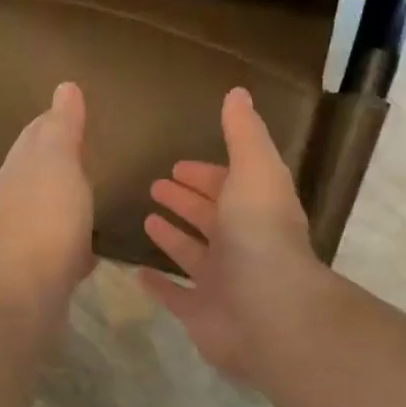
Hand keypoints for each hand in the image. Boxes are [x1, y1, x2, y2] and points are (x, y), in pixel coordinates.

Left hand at [0, 81, 95, 317]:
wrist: (20, 296)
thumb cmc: (44, 220)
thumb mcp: (58, 162)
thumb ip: (62, 127)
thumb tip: (64, 87)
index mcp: (17, 169)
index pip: (34, 136)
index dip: (51, 122)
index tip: (70, 113)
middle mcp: (12, 201)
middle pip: (35, 174)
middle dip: (55, 162)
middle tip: (82, 153)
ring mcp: (21, 240)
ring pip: (45, 213)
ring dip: (62, 205)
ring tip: (86, 200)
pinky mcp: (34, 275)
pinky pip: (57, 252)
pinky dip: (71, 246)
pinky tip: (87, 254)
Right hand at [140, 87, 323, 383]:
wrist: (268, 311)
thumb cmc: (259, 235)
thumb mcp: (254, 171)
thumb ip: (243, 134)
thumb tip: (237, 93)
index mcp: (254, 210)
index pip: (229, 185)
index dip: (206, 174)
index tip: (177, 165)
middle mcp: (240, 244)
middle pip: (210, 217)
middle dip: (186, 199)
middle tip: (155, 186)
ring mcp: (220, 281)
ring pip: (192, 253)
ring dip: (172, 236)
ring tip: (146, 220)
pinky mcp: (200, 313)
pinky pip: (175, 294)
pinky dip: (158, 284)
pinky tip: (137, 272)